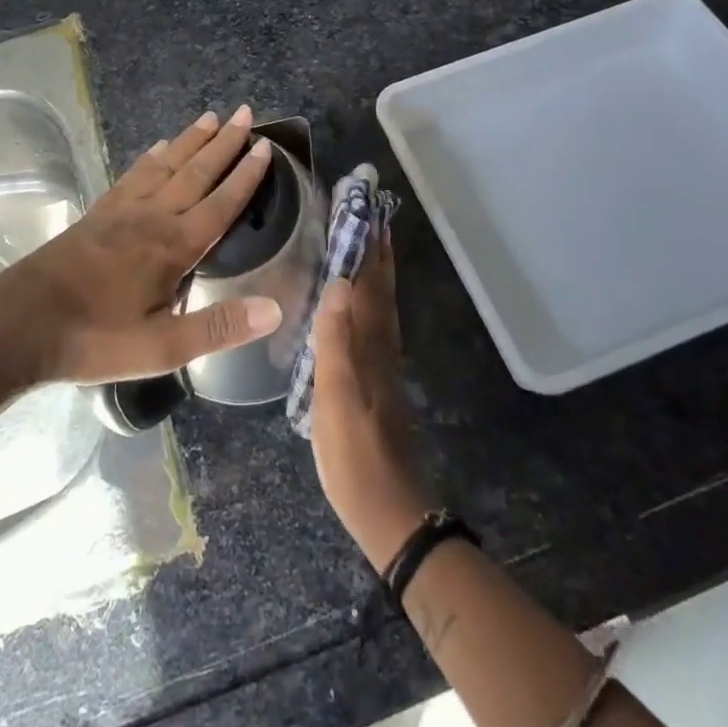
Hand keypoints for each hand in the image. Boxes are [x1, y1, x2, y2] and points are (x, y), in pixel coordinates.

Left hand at [0, 105, 280, 385]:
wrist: (22, 324)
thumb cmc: (96, 338)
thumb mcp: (161, 347)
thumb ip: (218, 327)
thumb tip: (274, 310)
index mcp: (174, 246)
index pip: (221, 203)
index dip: (245, 175)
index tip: (265, 146)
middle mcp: (153, 216)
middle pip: (196, 172)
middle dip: (224, 143)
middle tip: (245, 112)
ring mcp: (122, 211)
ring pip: (166, 165)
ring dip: (191, 141)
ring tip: (210, 117)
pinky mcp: (98, 213)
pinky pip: (133, 175)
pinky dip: (150, 158)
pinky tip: (158, 148)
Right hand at [309, 227, 437, 570]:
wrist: (392, 515)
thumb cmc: (357, 458)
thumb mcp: (337, 400)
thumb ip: (336, 342)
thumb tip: (339, 282)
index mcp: (372, 346)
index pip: (371, 285)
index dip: (369, 248)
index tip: (366, 211)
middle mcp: (383, 349)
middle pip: (381, 291)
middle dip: (376, 252)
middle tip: (369, 216)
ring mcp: (383, 367)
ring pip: (380, 307)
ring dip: (375, 273)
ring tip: (364, 246)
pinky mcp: (378, 384)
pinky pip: (375, 326)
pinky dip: (369, 302)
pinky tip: (357, 305)